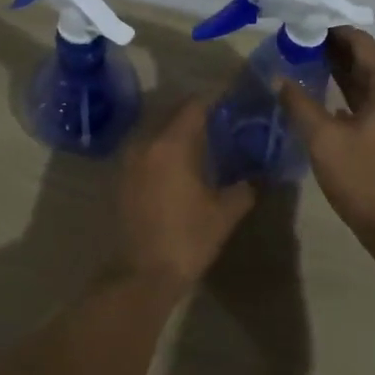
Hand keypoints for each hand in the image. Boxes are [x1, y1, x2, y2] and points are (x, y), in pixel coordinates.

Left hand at [113, 99, 256, 289]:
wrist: (141, 275)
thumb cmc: (187, 239)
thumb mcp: (225, 213)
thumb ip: (244, 188)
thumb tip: (254, 177)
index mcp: (172, 144)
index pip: (195, 105)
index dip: (216, 100)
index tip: (235, 101)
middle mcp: (145, 143)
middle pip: (173, 113)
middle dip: (197, 114)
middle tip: (223, 123)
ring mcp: (128, 160)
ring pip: (156, 131)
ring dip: (177, 132)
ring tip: (202, 144)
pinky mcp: (120, 178)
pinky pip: (146, 150)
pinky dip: (163, 149)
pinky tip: (180, 166)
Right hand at [277, 29, 374, 247]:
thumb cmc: (367, 180)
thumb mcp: (325, 141)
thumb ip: (299, 104)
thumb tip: (278, 77)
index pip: (359, 41)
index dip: (328, 30)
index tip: (296, 25)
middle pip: (364, 58)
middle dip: (329, 49)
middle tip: (291, 44)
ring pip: (366, 81)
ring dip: (336, 72)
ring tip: (299, 64)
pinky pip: (369, 101)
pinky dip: (345, 95)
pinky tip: (319, 98)